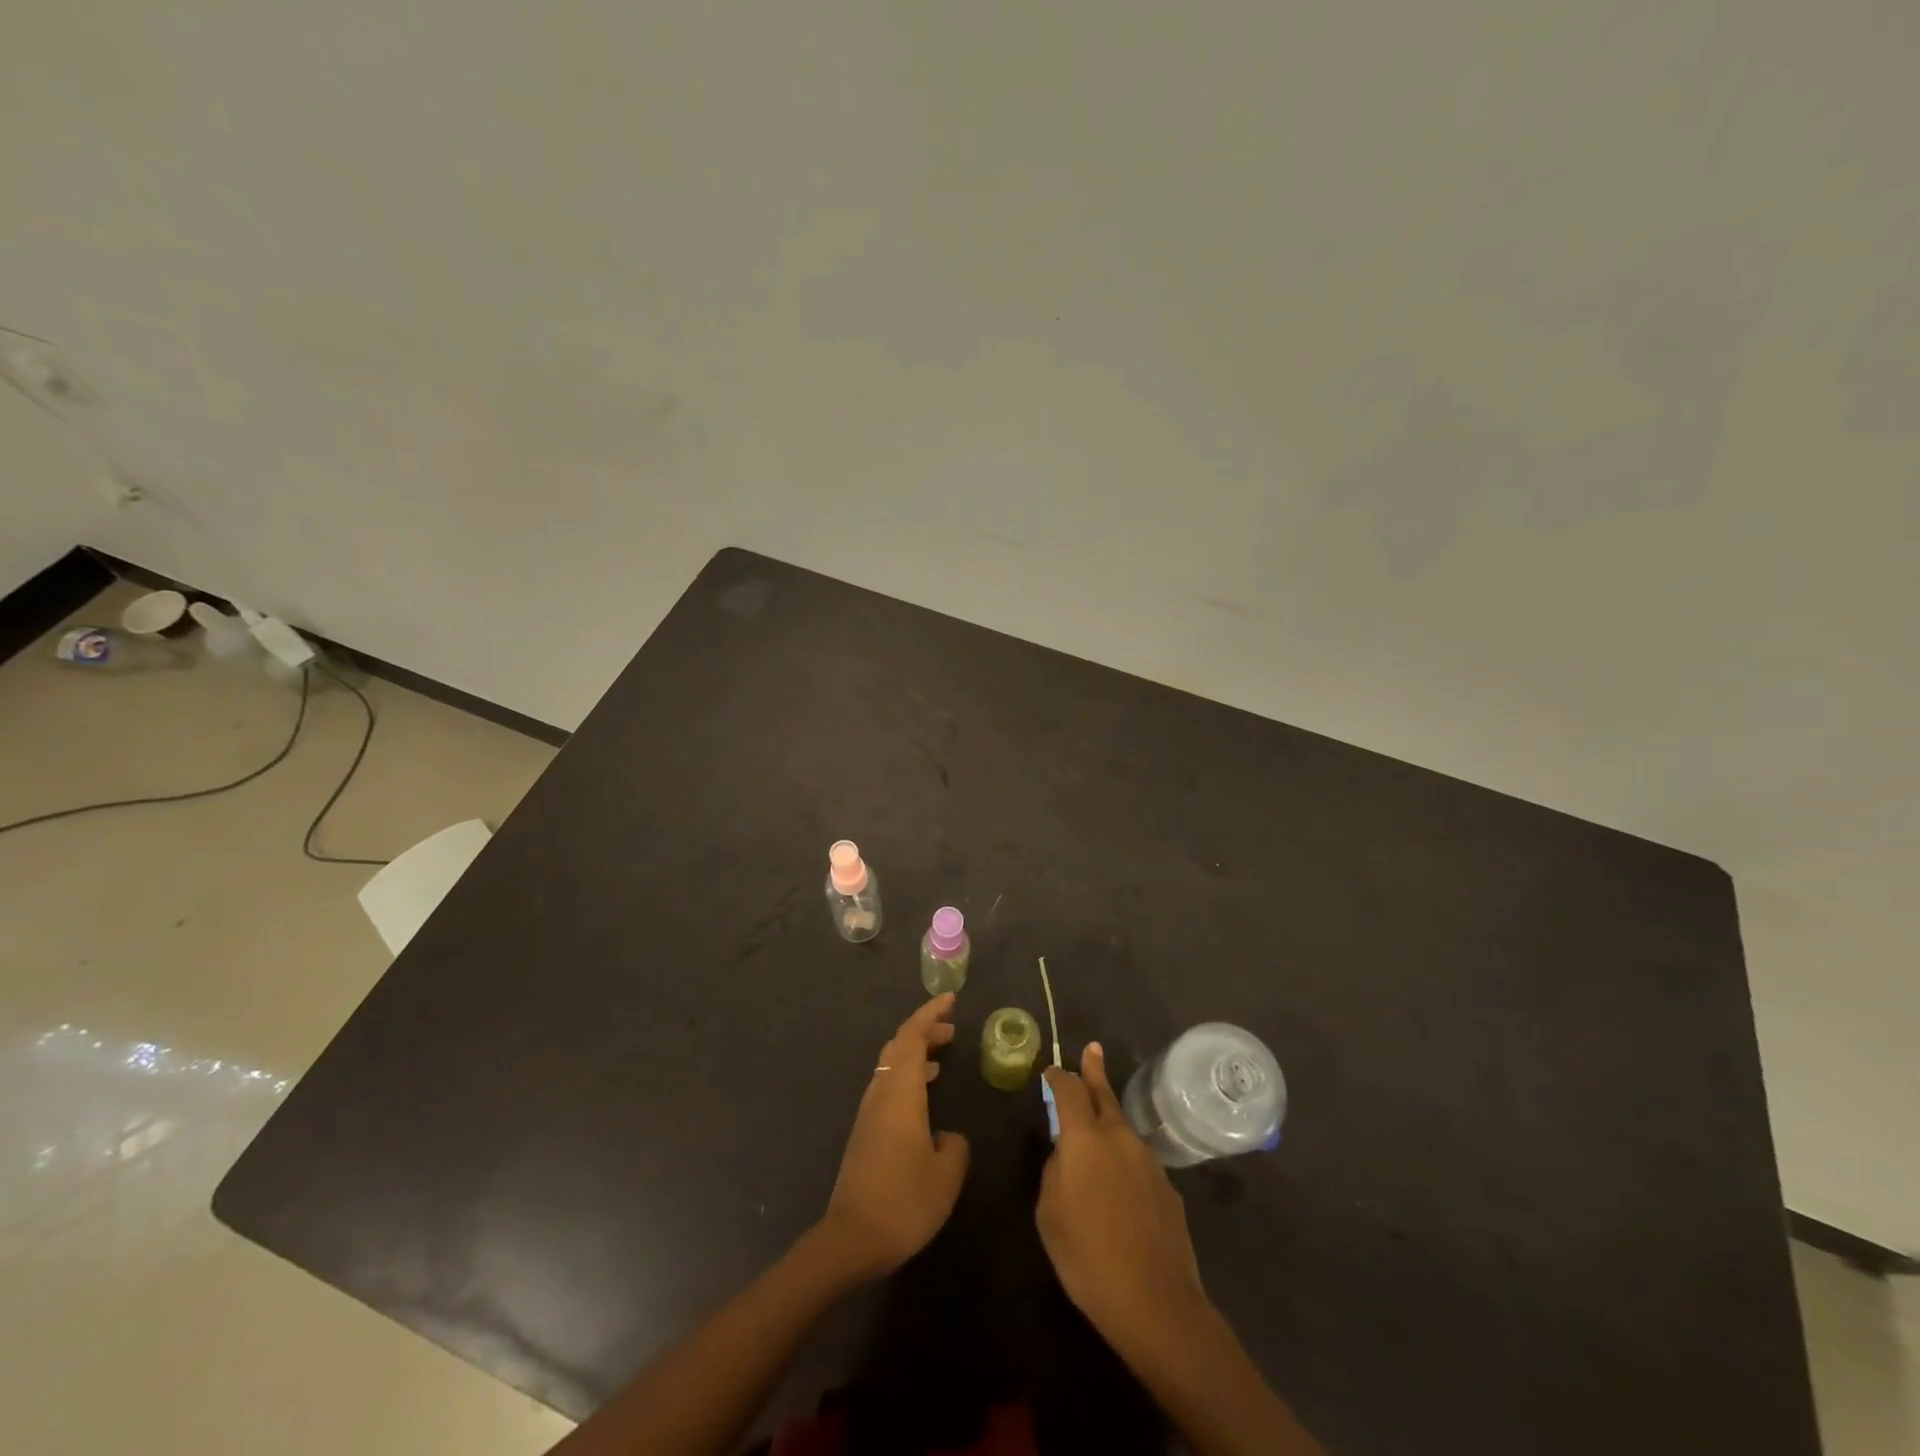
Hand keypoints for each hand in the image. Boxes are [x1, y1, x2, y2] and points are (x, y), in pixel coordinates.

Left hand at [817, 993, 969, 1281]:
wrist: (851, 1239)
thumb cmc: (904, 1200)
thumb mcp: (946, 1174)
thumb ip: (954, 1147)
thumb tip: (946, 1137)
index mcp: (901, 1092)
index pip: (912, 1036)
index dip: (930, 1014)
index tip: (950, 1000)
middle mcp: (881, 1093)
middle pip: (899, 1046)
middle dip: (924, 1032)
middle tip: (951, 1030)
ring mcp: (869, 1113)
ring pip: (890, 1066)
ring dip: (915, 1055)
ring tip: (942, 1059)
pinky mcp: (864, 1134)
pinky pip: (887, 1087)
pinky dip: (907, 1078)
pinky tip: (923, 1100)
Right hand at [1037, 1043, 1204, 1342]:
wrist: (1156, 1302)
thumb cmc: (1088, 1257)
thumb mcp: (1050, 1214)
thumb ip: (1055, 1173)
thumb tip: (1066, 1157)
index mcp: (1085, 1139)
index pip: (1069, 1091)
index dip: (1059, 1078)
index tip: (1052, 1071)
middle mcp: (1119, 1137)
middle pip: (1104, 1095)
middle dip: (1094, 1071)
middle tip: (1092, 1049)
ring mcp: (1148, 1160)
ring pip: (1122, 1129)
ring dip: (1109, 1120)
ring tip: (1097, 1127)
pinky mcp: (1167, 1187)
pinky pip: (1137, 1162)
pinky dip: (1124, 1160)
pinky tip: (1121, 1189)